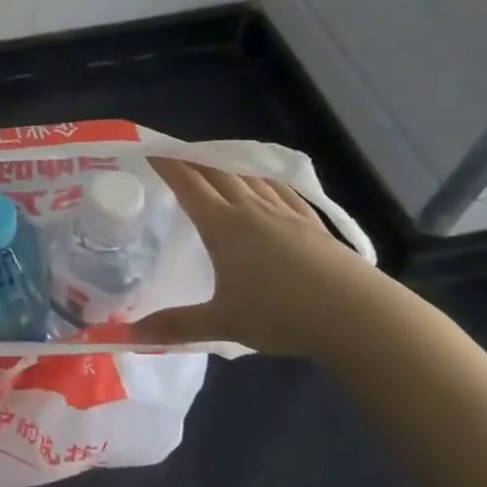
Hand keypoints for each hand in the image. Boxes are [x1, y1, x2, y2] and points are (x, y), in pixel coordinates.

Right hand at [132, 159, 381, 357]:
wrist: (356, 315)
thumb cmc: (281, 314)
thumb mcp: (223, 323)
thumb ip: (177, 326)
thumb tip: (130, 335)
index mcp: (222, 225)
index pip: (188, 184)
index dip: (167, 164)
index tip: (150, 150)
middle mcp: (251, 209)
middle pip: (218, 172)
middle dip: (193, 159)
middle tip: (176, 154)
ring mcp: (285, 213)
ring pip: (250, 177)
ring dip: (227, 165)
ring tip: (214, 162)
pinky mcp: (313, 224)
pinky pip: (282, 190)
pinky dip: (265, 179)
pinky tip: (265, 182)